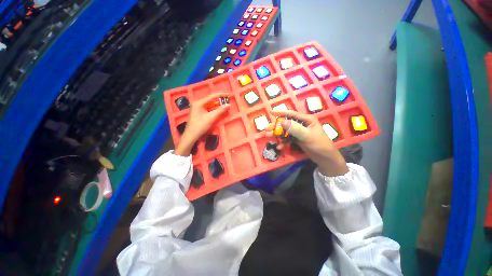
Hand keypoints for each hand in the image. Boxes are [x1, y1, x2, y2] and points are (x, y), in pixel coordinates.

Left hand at [175, 92, 229, 155]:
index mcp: (198, 103)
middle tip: (227, 100)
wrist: (191, 135)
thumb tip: (228, 105)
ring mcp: (197, 108)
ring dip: (217, 105)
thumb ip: (220, 111)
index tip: (228, 94)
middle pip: (210, 99)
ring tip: (224, 104)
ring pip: (209, 104)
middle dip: (219, 100)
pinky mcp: (198, 112)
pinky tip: (218, 109)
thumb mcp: (211, 118)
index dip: (221, 95)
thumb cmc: (200, 126)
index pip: (211, 96)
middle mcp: (197, 103)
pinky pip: (207, 108)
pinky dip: (213, 109)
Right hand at [266, 110, 347, 176]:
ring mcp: (299, 132)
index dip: (281, 113)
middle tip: (266, 129)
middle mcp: (302, 124)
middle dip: (276, 127)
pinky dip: (283, 142)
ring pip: (285, 132)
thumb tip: (282, 122)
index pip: (291, 114)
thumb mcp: (307, 136)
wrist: (325, 159)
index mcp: (306, 120)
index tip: (270, 112)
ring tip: (268, 137)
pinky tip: (279, 147)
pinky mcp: (298, 139)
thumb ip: (295, 128)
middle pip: (286, 124)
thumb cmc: (319, 144)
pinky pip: (288, 139)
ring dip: (277, 135)